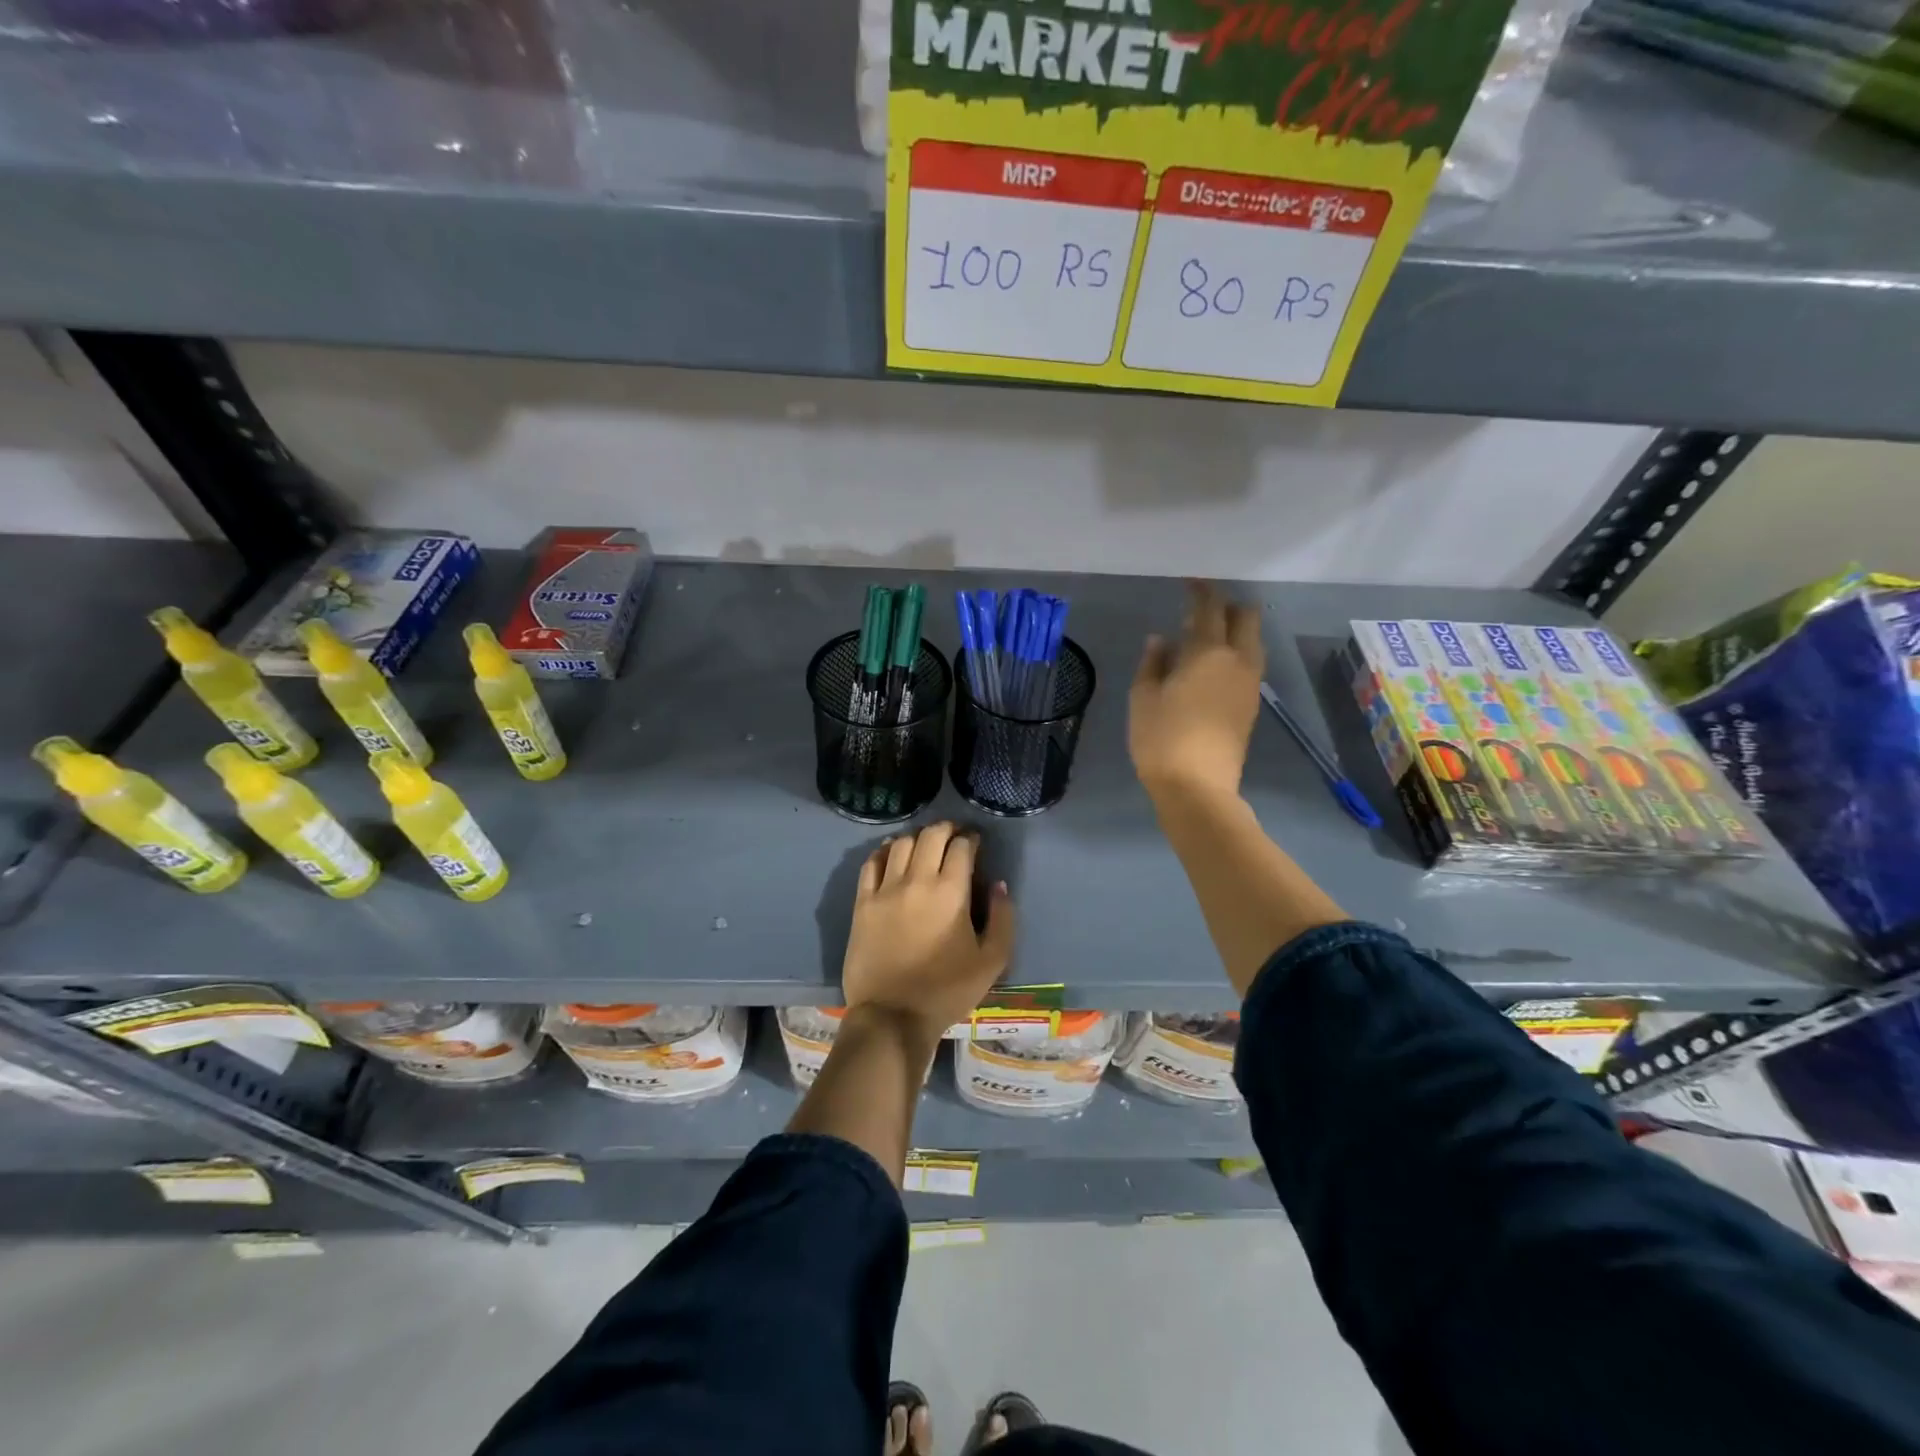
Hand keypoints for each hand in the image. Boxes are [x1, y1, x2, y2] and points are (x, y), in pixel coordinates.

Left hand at [842, 822, 1014, 1043]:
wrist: (893, 1016)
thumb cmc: (947, 990)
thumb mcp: (992, 961)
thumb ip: (1003, 919)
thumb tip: (999, 886)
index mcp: (951, 891)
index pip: (961, 846)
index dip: (971, 838)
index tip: (976, 842)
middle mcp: (917, 880)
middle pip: (930, 835)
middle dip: (946, 829)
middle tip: (954, 836)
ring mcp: (885, 889)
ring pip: (900, 844)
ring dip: (917, 837)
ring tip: (925, 844)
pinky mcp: (862, 902)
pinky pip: (871, 863)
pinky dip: (884, 851)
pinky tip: (891, 854)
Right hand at [1129, 580, 1264, 803]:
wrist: (1197, 788)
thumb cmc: (1161, 739)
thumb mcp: (1143, 698)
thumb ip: (1152, 663)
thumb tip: (1161, 640)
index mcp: (1208, 653)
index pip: (1209, 609)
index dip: (1200, 591)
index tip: (1190, 582)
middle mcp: (1238, 662)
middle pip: (1246, 619)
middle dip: (1227, 606)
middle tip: (1201, 611)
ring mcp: (1250, 685)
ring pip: (1252, 642)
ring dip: (1234, 632)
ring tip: (1204, 639)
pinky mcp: (1250, 706)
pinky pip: (1249, 665)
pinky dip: (1234, 654)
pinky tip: (1211, 667)